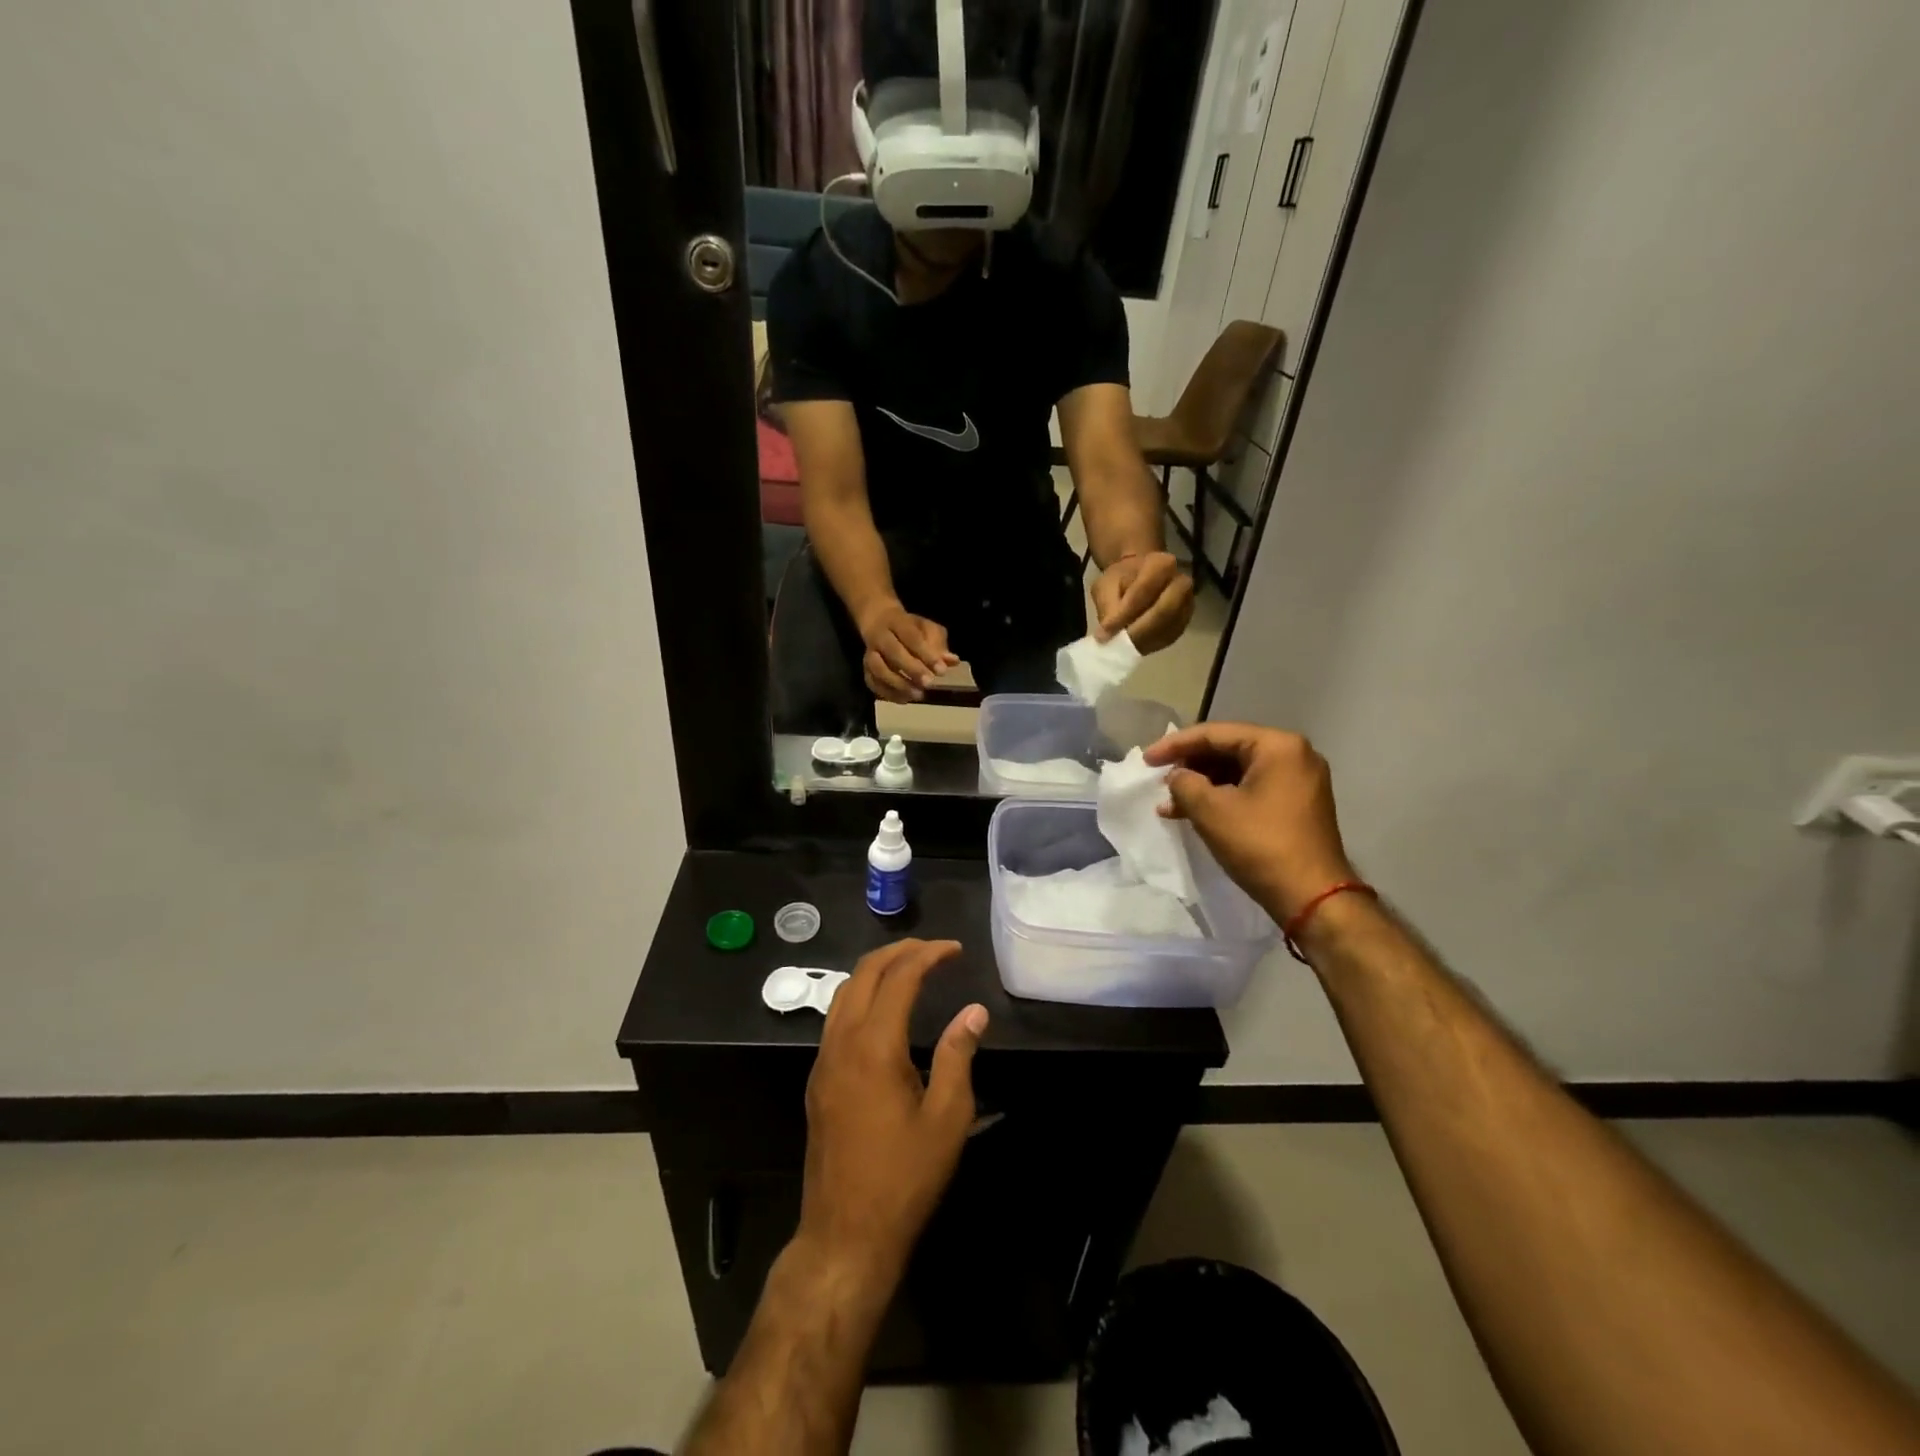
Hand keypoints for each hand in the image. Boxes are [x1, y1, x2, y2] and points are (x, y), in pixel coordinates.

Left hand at [800, 940, 987, 1281]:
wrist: (845, 1235)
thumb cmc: (904, 1179)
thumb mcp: (947, 1118)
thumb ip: (958, 1055)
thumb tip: (974, 1011)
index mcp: (874, 1046)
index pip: (899, 977)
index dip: (928, 955)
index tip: (955, 950)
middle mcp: (841, 1043)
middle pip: (863, 973)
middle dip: (899, 952)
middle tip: (933, 951)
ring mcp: (823, 1062)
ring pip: (844, 993)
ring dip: (876, 971)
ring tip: (910, 970)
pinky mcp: (817, 1081)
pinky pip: (836, 1019)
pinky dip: (861, 997)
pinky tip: (884, 1013)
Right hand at [858, 602, 958, 702]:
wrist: (878, 620)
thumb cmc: (909, 628)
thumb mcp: (927, 628)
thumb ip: (938, 643)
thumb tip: (952, 661)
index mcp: (897, 622)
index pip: (911, 636)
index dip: (926, 654)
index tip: (941, 670)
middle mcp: (879, 636)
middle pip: (892, 651)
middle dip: (911, 669)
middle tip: (929, 683)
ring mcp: (869, 653)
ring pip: (878, 669)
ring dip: (897, 684)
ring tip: (917, 695)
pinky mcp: (865, 668)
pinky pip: (872, 682)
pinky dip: (887, 693)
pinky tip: (904, 699)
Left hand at [1091, 551, 1194, 653]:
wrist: (1139, 578)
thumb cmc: (1120, 580)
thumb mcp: (1106, 585)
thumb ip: (1108, 607)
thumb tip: (1107, 634)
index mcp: (1162, 563)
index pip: (1145, 590)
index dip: (1125, 613)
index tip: (1105, 631)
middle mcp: (1181, 583)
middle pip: (1166, 611)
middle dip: (1139, 630)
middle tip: (1118, 642)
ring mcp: (1187, 603)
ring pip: (1169, 628)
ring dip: (1145, 639)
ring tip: (1123, 644)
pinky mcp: (1185, 621)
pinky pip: (1171, 637)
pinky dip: (1151, 644)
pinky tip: (1135, 644)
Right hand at [1145, 723, 1357, 921]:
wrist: (1312, 897)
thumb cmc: (1260, 845)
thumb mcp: (1211, 811)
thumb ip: (1184, 783)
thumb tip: (1177, 776)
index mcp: (1277, 746)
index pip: (1215, 734)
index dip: (1175, 745)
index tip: (1146, 760)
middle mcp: (1294, 755)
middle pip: (1228, 749)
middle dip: (1190, 766)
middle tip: (1159, 780)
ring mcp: (1299, 780)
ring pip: (1238, 772)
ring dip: (1202, 785)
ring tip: (1170, 804)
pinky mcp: (1297, 804)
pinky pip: (1251, 789)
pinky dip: (1222, 798)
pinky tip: (1194, 814)